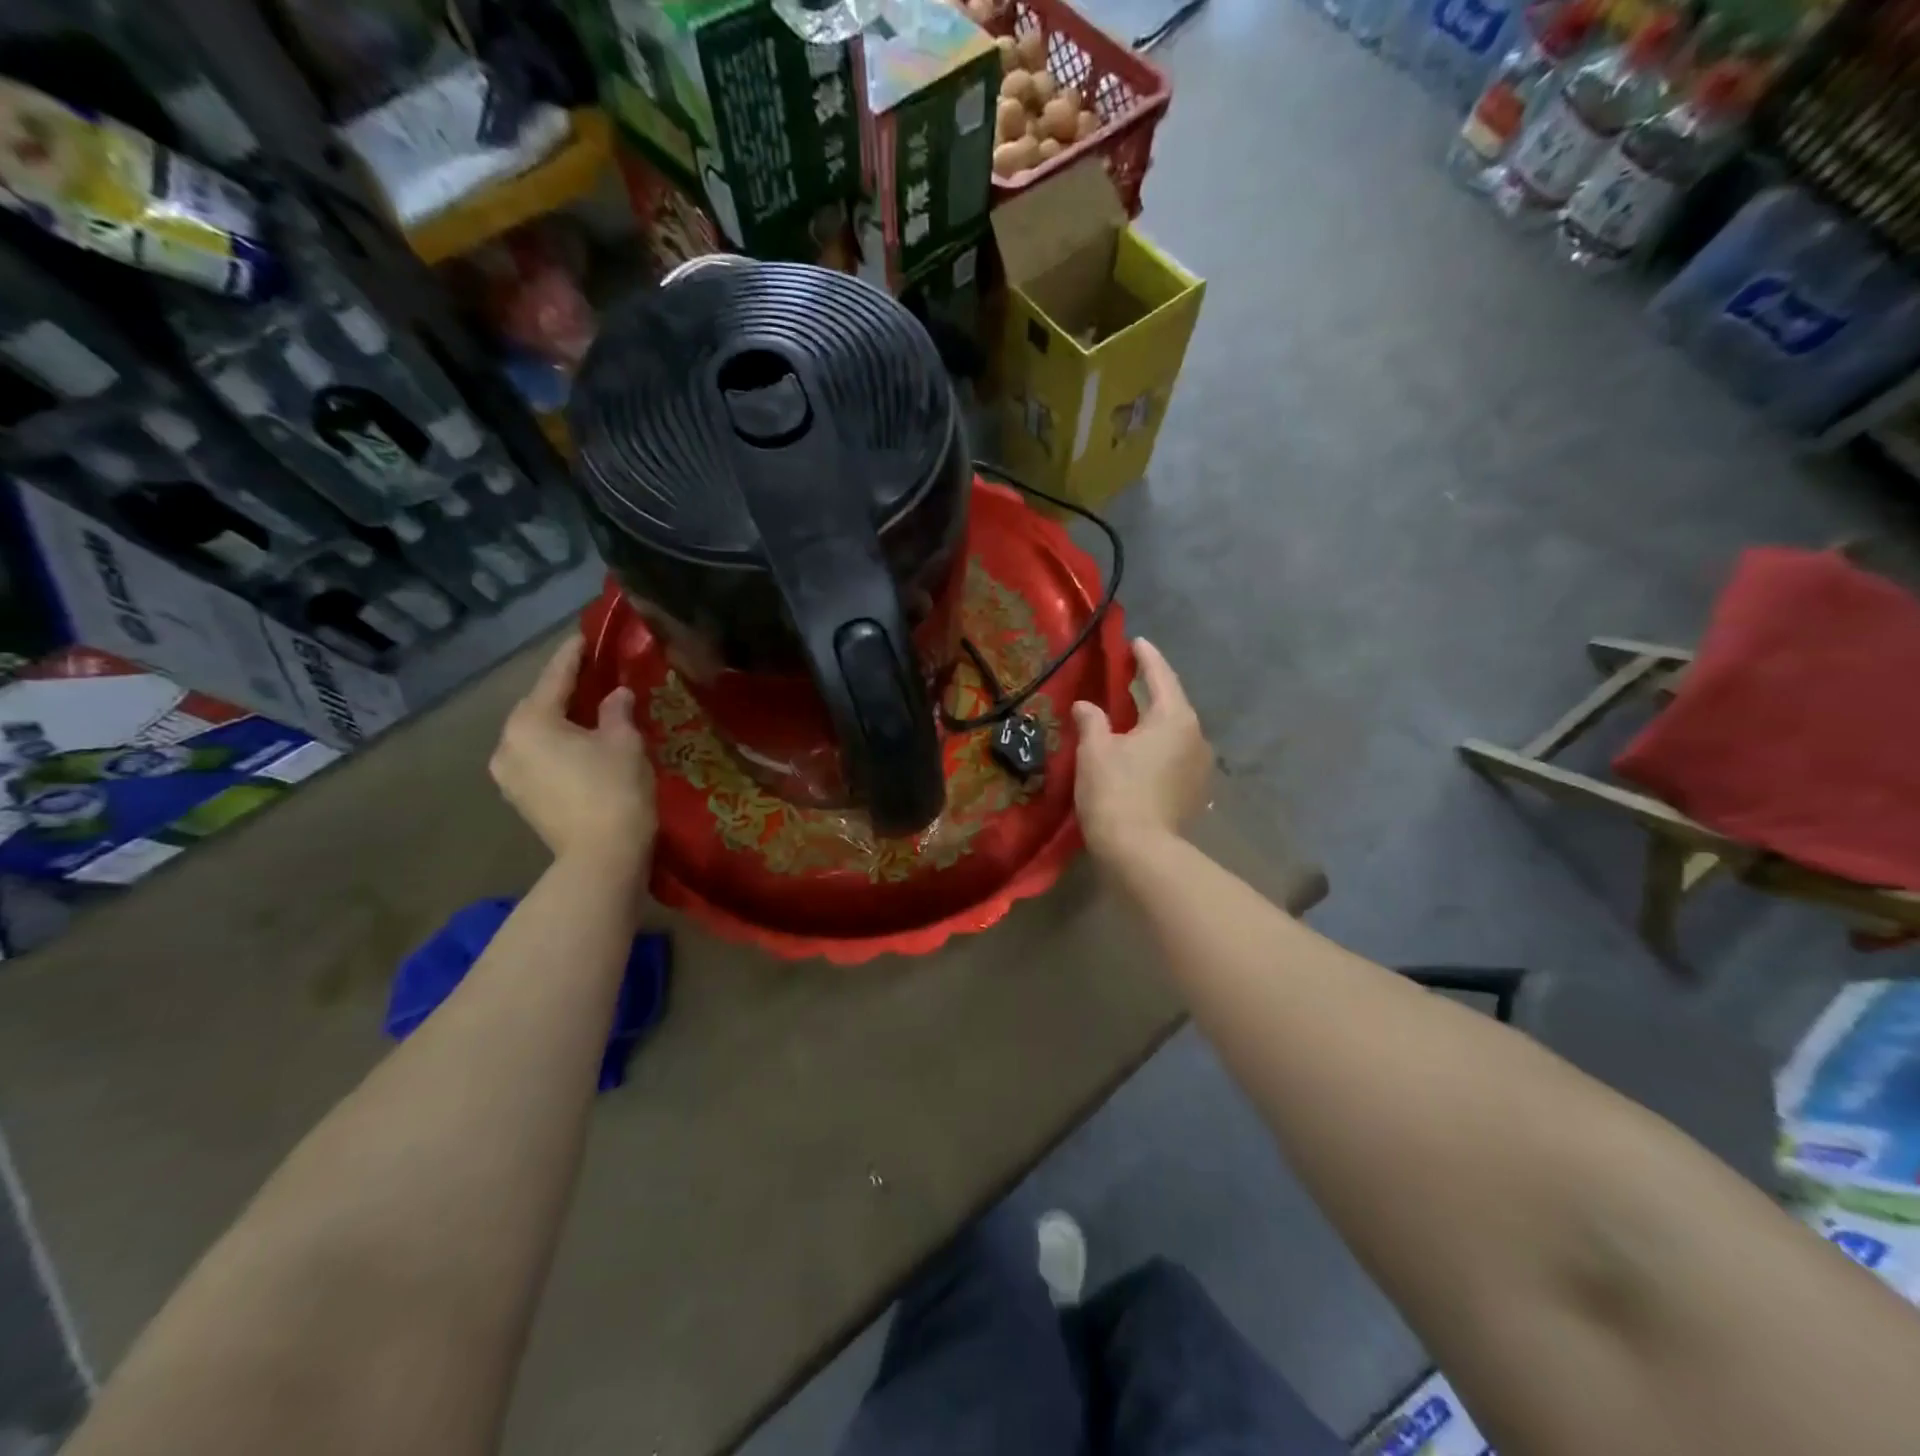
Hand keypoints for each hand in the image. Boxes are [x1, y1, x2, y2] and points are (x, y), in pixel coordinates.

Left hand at [490, 637, 656, 866]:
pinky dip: (558, 745)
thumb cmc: (614, 790)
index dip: (575, 654)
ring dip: (561, 720)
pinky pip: (538, 757)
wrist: (601, 857)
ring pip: (537, 733)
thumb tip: (615, 695)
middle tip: (595, 675)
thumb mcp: (624, 742)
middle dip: (566, 689)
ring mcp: (508, 774)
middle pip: (539, 705)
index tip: (586, 636)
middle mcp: (508, 742)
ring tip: (590, 711)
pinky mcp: (519, 797)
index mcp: (531, 721)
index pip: (556, 676)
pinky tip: (582, 745)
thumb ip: (616, 710)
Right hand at [1072, 638, 1211, 859]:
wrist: (1141, 852)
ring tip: (1131, 717)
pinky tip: (1141, 752)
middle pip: (1173, 703)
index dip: (1146, 657)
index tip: (1136, 642)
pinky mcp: (1195, 791)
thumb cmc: (1116, 792)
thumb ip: (1092, 721)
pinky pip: (1177, 755)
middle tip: (1128, 678)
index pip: (1161, 676)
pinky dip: (1159, 746)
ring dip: (1155, 721)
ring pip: (1176, 732)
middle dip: (1152, 689)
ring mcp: (1201, 766)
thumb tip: (1086, 706)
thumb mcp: (1096, 750)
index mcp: (1174, 718)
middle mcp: (1196, 736)